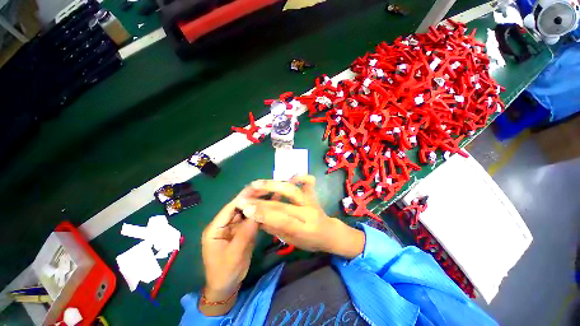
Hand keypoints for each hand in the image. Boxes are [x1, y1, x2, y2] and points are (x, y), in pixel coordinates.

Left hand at [200, 193, 258, 315]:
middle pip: (239, 207)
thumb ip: (245, 232)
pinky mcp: (241, 232)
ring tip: (269, 195)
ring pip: (246, 212)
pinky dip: (258, 214)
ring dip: (256, 205)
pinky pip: (250, 220)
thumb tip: (257, 212)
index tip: (258, 189)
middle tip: (266, 189)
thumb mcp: (235, 253)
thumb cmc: (225, 272)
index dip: (244, 198)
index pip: (230, 208)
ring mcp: (234, 227)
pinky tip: (267, 208)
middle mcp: (224, 224)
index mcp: (215, 228)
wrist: (227, 287)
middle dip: (252, 198)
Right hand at [237, 175, 364, 258]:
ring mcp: (312, 201)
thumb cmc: (310, 241)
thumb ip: (275, 228)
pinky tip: (291, 174)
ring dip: (273, 185)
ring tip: (257, 184)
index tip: (246, 209)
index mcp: (304, 230)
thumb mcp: (292, 241)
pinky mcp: (313, 194)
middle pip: (283, 205)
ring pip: (292, 190)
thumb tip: (257, 217)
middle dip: (262, 201)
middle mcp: (309, 213)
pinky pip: (308, 182)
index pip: (282, 221)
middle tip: (245, 197)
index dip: (264, 215)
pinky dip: (300, 176)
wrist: (330, 233)